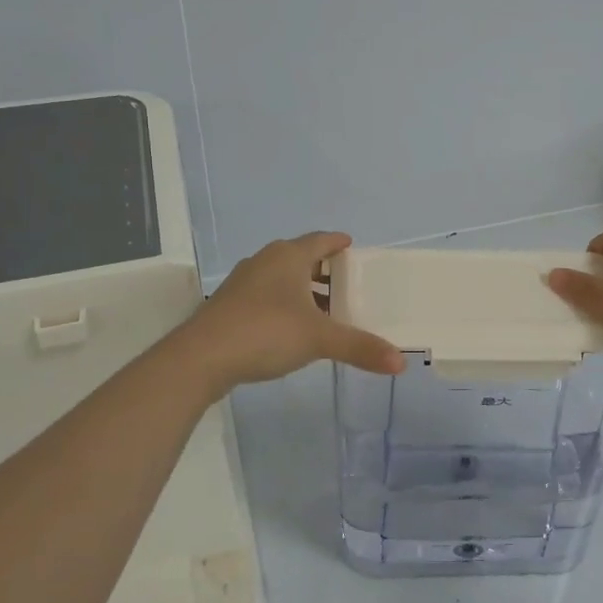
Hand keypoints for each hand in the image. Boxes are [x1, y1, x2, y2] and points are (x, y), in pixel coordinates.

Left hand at [180, 232, 404, 392]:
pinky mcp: (229, 305)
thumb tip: (401, 362)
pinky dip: (285, 304)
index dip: (338, 242)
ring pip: (281, 278)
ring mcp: (243, 283)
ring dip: (303, 289)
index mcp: (288, 257)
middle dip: (323, 269)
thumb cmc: (265, 332)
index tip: (352, 246)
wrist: (201, 357)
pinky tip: (293, 327)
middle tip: (346, 283)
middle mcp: (265, 261)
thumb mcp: (319, 339)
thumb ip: (360, 347)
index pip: (320, 240)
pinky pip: (266, 296)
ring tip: (325, 309)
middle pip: (300, 257)